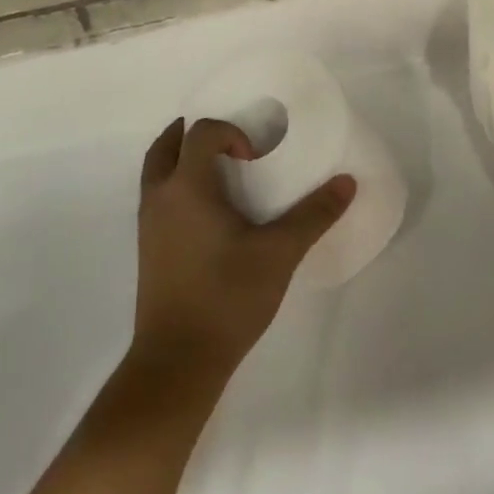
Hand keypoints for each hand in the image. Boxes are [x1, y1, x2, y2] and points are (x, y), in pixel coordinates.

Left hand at [131, 118, 355, 383]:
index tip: (253, 159)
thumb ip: (313, 215)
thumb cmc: (227, 298)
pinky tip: (203, 211)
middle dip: (194, 133)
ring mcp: (147, 222)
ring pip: (156, 169)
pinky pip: (155, 194)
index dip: (229, 132)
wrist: (177, 361)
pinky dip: (173, 183)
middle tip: (228, 143)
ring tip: (215, 169)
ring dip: (179, 157)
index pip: (202, 132)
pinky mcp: (146, 247)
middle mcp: (161, 195)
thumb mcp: (279, 254)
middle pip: (167, 144)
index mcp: (188, 185)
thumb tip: (347, 182)